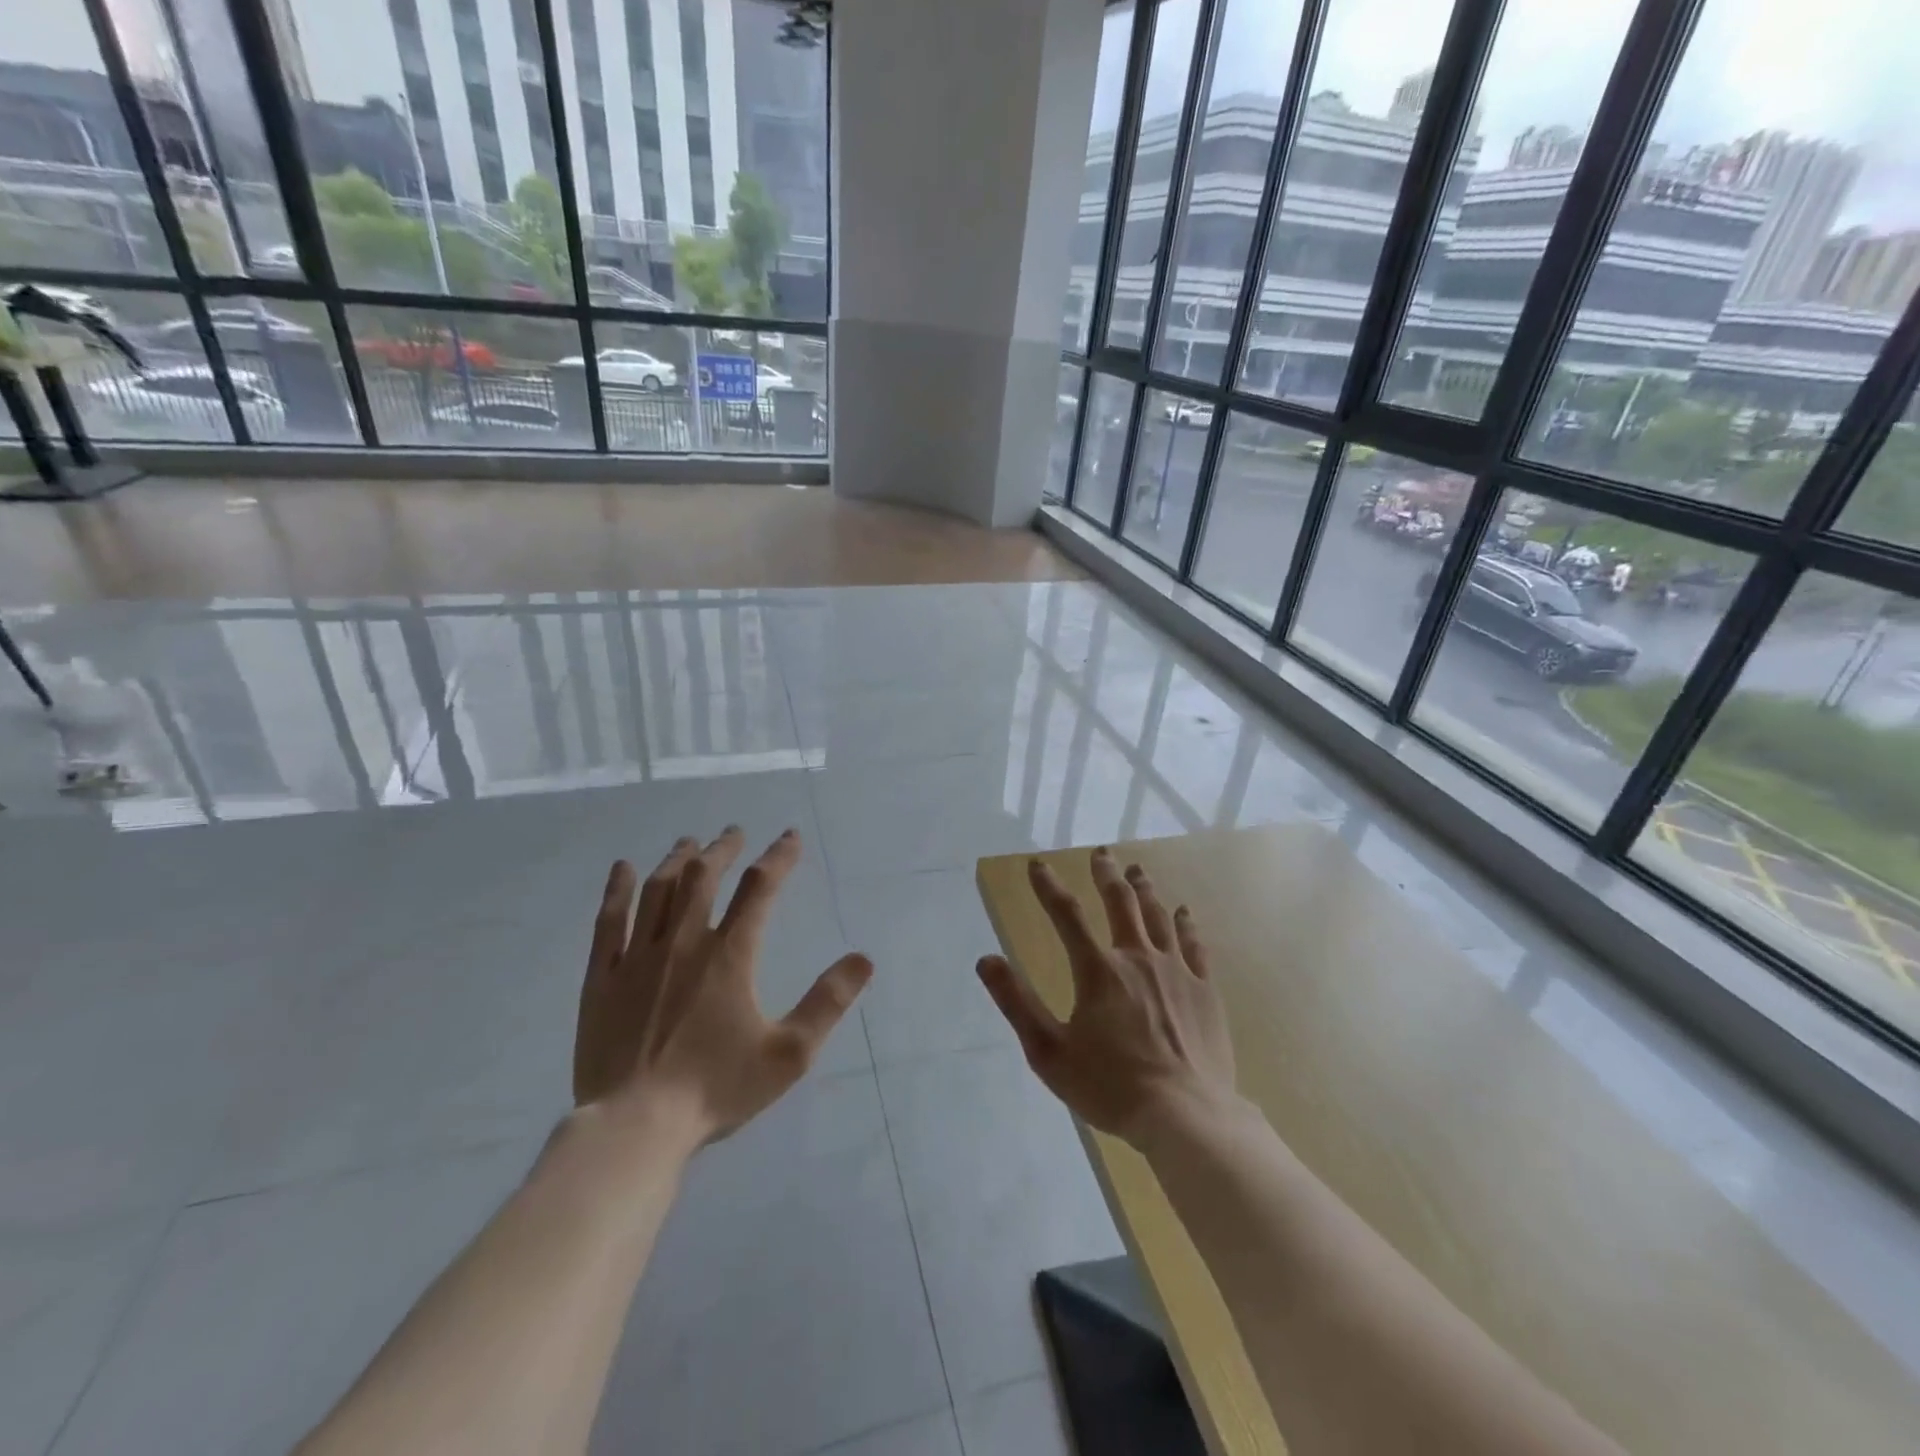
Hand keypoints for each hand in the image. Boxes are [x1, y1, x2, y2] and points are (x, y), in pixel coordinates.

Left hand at [574, 826, 872, 1144]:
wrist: (635, 1127)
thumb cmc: (716, 1089)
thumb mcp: (789, 1053)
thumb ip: (827, 1002)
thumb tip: (864, 958)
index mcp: (730, 955)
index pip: (760, 889)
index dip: (779, 857)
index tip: (790, 837)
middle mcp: (684, 942)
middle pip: (704, 876)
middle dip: (723, 849)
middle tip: (734, 833)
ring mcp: (638, 957)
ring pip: (659, 890)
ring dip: (678, 860)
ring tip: (690, 842)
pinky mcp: (603, 978)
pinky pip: (609, 921)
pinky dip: (616, 889)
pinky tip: (622, 868)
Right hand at [977, 847, 1234, 1144]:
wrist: (1187, 1117)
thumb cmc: (1111, 1087)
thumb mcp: (1049, 1052)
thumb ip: (1017, 1002)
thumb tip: (986, 959)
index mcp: (1098, 971)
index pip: (1067, 915)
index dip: (1048, 887)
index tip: (1037, 864)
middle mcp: (1137, 958)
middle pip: (1121, 903)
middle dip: (1107, 875)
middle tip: (1101, 854)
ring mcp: (1177, 971)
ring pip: (1158, 916)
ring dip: (1144, 889)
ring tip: (1137, 870)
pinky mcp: (1205, 990)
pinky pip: (1195, 944)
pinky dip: (1186, 923)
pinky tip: (1184, 911)